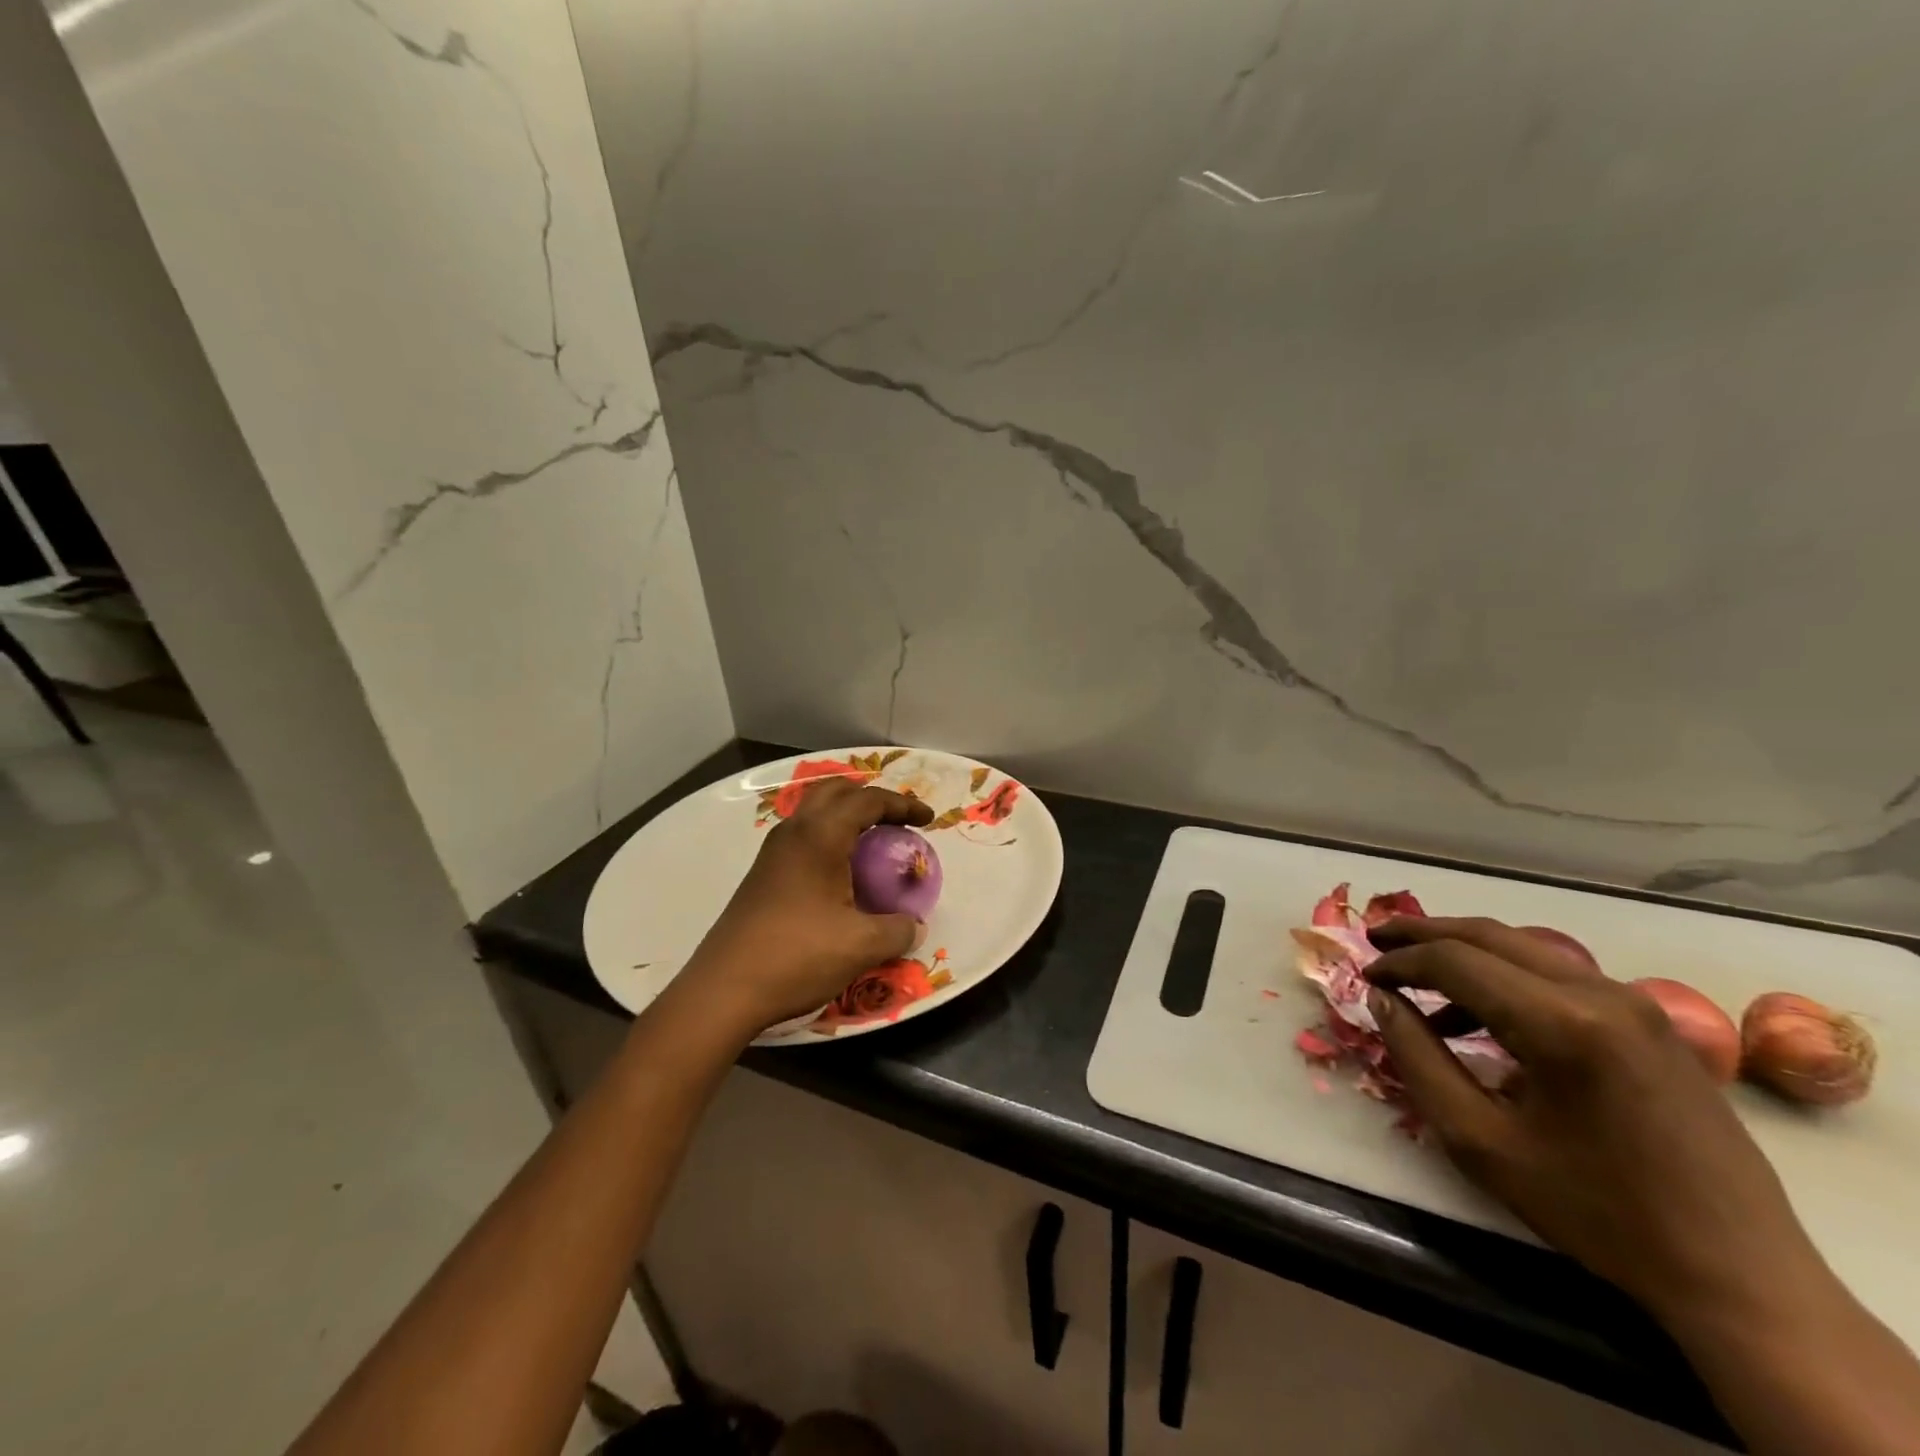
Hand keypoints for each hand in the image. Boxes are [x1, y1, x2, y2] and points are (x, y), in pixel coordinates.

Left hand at [681, 778, 932, 1030]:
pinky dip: (828, 838)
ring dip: (845, 816)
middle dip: (870, 798)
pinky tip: (839, 874)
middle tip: (896, 821)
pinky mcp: (761, 874)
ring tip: (871, 842)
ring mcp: (772, 852)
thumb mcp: (861, 946)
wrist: (724, 990)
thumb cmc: (797, 956)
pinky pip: (802, 836)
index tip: (928, 822)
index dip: (902, 805)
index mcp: (820, 835)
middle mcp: (793, 832)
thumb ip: (898, 930)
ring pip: (813, 812)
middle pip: (835, 791)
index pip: (868, 800)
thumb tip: (915, 926)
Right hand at [1363, 916, 1821, 1327]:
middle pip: (1490, 936)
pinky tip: (1480, 1015)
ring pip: (1525, 948)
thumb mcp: (1481, 1142)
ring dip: (1464, 952)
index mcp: (1562, 1024)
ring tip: (1417, 974)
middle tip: (1376, 942)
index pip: (1455, 961)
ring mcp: (1635, 1004)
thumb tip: (1382, 1000)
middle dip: (1424, 934)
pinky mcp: (1652, 1023)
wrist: (1740, 1276)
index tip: (1362, 976)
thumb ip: (1418, 1059)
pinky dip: (1505, 977)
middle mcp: (1602, 994)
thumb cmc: (1597, 1211)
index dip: (1399, 962)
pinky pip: (1559, 976)